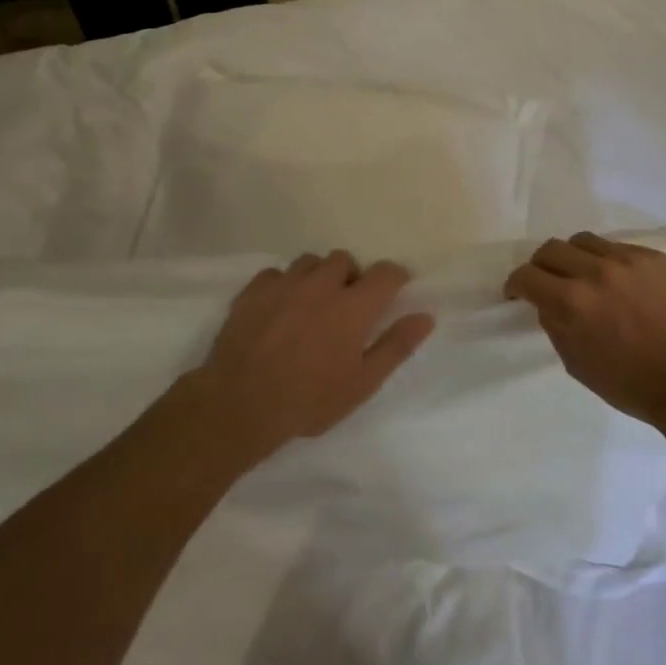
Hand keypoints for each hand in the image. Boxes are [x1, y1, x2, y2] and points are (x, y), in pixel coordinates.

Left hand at [184, 251, 435, 462]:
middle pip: (344, 260)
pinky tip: (279, 309)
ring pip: (309, 262)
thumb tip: (425, 316)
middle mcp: (320, 285)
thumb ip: (395, 346)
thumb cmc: (309, 400)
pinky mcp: (253, 291)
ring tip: (312, 305)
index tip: (392, 293)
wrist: (240, 404)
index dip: (394, 278)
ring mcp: (283, 284)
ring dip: (318, 277)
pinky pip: (275, 273)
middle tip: (347, 307)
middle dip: (351, 277)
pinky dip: (284, 284)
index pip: (385, 272)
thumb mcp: (362, 383)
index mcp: (352, 306)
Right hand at [505, 232, 665, 437]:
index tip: (518, 293)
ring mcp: (630, 260)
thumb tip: (547, 302)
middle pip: (551, 249)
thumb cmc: (629, 384)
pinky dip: (610, 263)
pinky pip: (621, 248)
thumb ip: (555, 324)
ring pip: (585, 241)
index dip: (516, 285)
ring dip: (575, 258)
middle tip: (548, 283)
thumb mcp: (575, 362)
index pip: (526, 275)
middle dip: (541, 267)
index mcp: (572, 302)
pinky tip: (621, 285)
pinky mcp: (658, 258)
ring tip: (584, 276)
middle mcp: (597, 272)